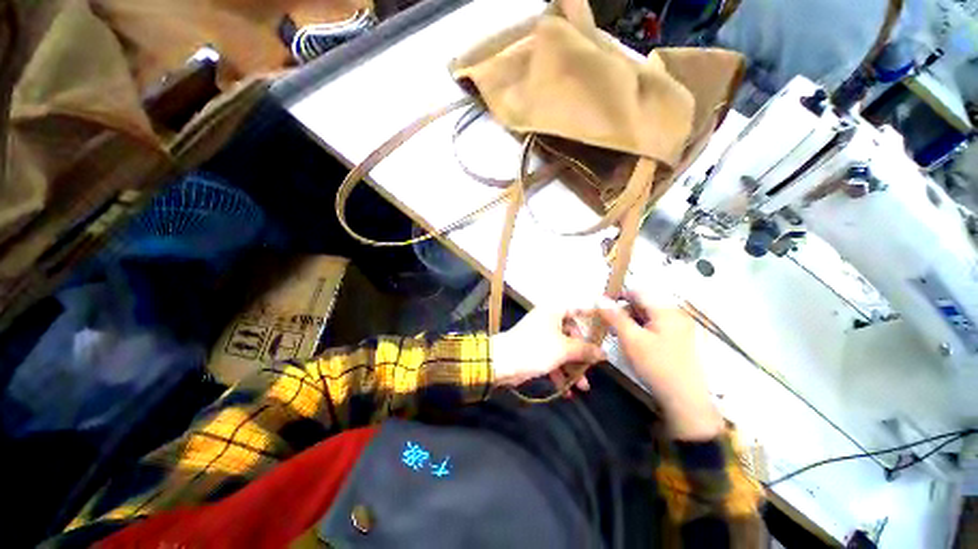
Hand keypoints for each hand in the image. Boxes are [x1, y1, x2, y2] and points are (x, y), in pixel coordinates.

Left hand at [491, 307, 605, 390]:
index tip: (610, 327)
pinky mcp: (535, 352)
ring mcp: (542, 337)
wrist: (501, 364)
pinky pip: (554, 361)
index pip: (581, 307)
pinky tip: (567, 392)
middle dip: (584, 355)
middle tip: (594, 367)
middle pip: (574, 335)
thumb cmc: (535, 349)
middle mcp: (550, 320)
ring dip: (573, 369)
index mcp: (556, 310)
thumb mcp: (565, 349)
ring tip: (583, 387)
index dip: (596, 316)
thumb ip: (586, 350)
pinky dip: (560, 374)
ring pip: (565, 351)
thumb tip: (604, 354)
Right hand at [596, 292, 722, 440]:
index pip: (639, 291)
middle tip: (611, 327)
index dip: (619, 296)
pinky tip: (641, 347)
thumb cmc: (657, 366)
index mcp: (666, 308)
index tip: (603, 308)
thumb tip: (600, 298)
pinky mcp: (685, 340)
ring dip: (638, 322)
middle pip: (648, 303)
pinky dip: (649, 331)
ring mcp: (684, 326)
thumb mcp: (632, 341)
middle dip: (628, 311)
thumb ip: (616, 318)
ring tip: (624, 338)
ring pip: (655, 316)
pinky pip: (663, 327)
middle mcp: (677, 312)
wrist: (684, 395)